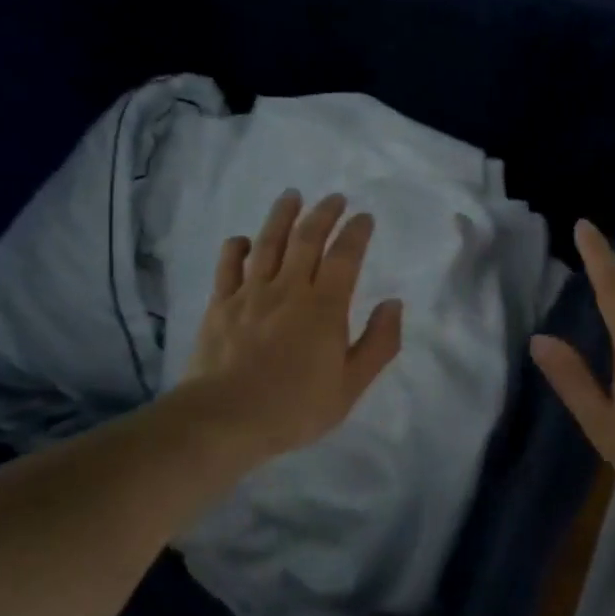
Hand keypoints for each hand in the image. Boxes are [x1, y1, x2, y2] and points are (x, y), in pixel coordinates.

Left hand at [179, 189, 403, 461]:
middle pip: (307, 239)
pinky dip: (236, 248)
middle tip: (334, 197)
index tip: (364, 217)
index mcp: (325, 307)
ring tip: (292, 196)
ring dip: (282, 216)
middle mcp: (289, 289)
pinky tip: (242, 240)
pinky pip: (228, 266)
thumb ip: (378, 343)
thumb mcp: (350, 386)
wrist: (225, 419)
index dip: (356, 232)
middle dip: (324, 214)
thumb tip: (394, 304)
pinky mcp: (220, 305)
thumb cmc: (295, 407)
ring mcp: (251, 293)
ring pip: (268, 243)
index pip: (345, 256)